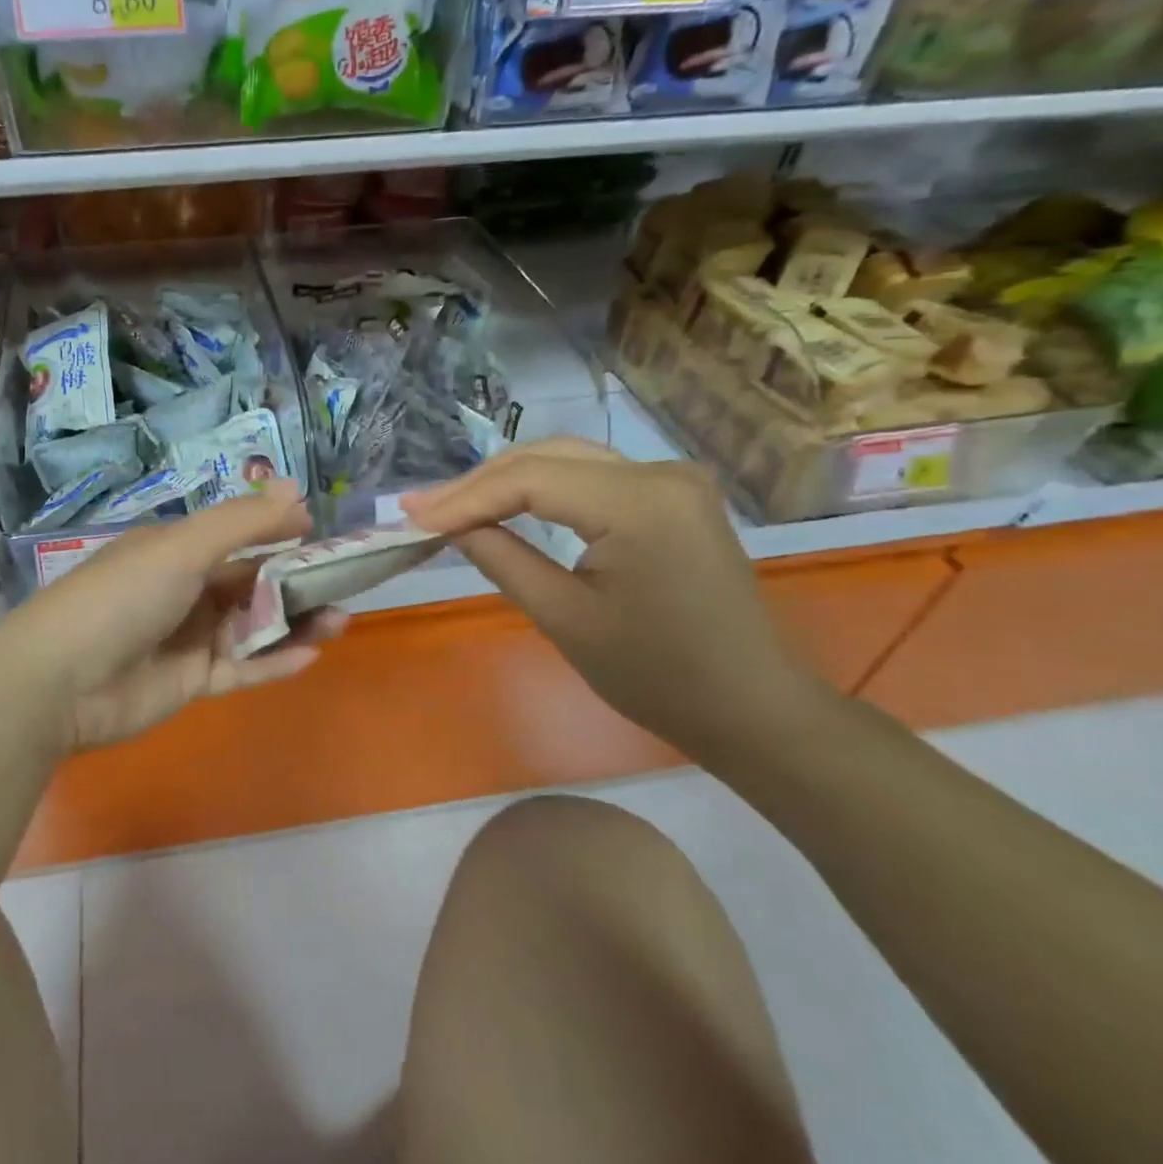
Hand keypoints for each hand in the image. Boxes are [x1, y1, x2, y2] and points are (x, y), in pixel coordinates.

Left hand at [5, 480, 347, 751]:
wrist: (59, 681)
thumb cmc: (123, 597)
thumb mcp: (183, 548)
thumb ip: (243, 522)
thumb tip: (297, 488)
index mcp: (175, 551)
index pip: (238, 538)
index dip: (281, 535)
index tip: (326, 537)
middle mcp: (183, 590)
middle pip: (251, 583)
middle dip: (297, 583)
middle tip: (345, 586)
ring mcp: (187, 638)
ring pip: (252, 627)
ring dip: (294, 622)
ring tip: (339, 621)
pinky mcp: (190, 682)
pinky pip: (240, 669)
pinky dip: (273, 661)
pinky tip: (310, 655)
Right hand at [402, 438, 829, 755]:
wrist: (751, 707)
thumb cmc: (657, 676)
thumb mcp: (564, 618)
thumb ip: (501, 558)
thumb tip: (447, 525)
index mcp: (640, 503)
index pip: (529, 480)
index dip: (464, 497)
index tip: (411, 516)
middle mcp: (660, 472)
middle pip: (545, 456)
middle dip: (478, 483)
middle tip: (420, 509)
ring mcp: (671, 479)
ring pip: (565, 459)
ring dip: (505, 481)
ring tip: (450, 506)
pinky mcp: (671, 495)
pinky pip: (590, 476)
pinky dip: (541, 489)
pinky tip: (504, 503)